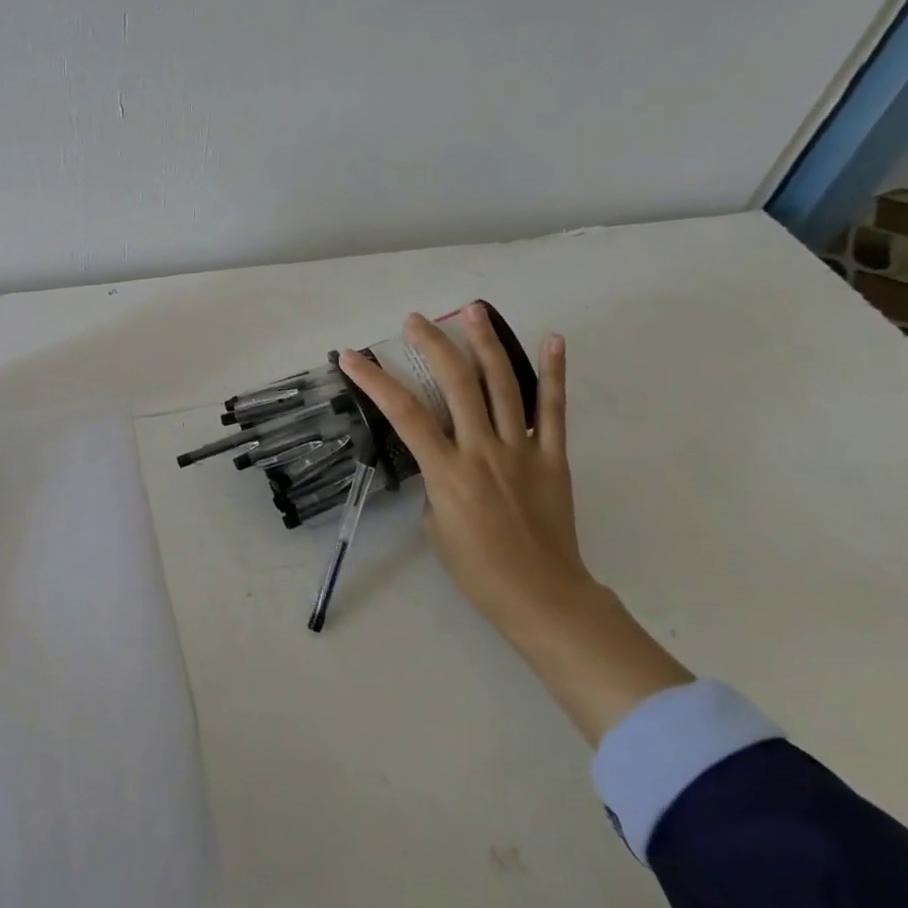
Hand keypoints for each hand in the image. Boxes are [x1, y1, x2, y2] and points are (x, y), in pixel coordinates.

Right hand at [341, 305, 689, 744]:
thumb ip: (435, 479)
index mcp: (447, 471)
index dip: (375, 380)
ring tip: (473, 310)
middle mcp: (483, 450)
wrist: (541, 597)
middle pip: (458, 383)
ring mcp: (522, 450)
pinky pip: (553, 410)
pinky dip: (554, 374)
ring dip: (486, 343)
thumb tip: (442, 453)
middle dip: (433, 345)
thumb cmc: (477, 569)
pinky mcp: (553, 457)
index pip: (404, 413)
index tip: (353, 356)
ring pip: (504, 384)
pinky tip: (552, 340)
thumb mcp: (435, 524)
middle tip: (416, 320)